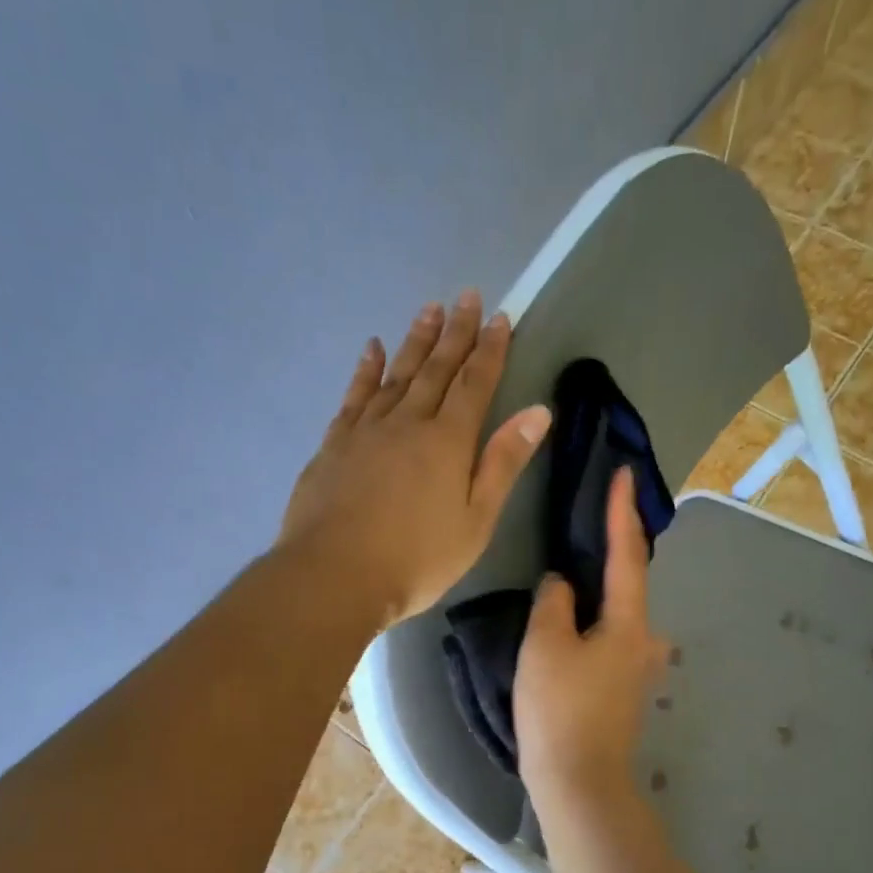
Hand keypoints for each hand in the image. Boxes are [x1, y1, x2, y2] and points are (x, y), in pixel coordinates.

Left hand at [278, 290, 550, 626]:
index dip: (489, 350)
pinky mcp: (334, 445)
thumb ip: (503, 464)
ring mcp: (366, 430)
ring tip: (428, 310)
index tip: (499, 317)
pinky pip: (355, 396)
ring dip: (415, 342)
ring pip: (396, 374)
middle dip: (455, 332)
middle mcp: (407, 422)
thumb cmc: (417, 559)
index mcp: (447, 442)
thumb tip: (537, 412)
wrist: (335, 576)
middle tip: (465, 295)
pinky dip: (366, 370)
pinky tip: (372, 350)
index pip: (475, 384)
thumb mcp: (476, 521)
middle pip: (436, 369)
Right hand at [515, 468, 667, 803]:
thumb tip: (563, 584)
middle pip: (630, 585)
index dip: (622, 512)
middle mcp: (645, 642)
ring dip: (602, 593)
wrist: (579, 783)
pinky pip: (610, 641)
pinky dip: (595, 623)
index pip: (627, 554)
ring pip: (619, 617)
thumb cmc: (559, 710)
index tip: (625, 474)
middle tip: (593, 522)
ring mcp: (638, 671)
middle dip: (614, 552)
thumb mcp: (544, 646)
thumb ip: (554, 603)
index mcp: (629, 623)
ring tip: (575, 575)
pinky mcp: (623, 693)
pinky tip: (575, 627)